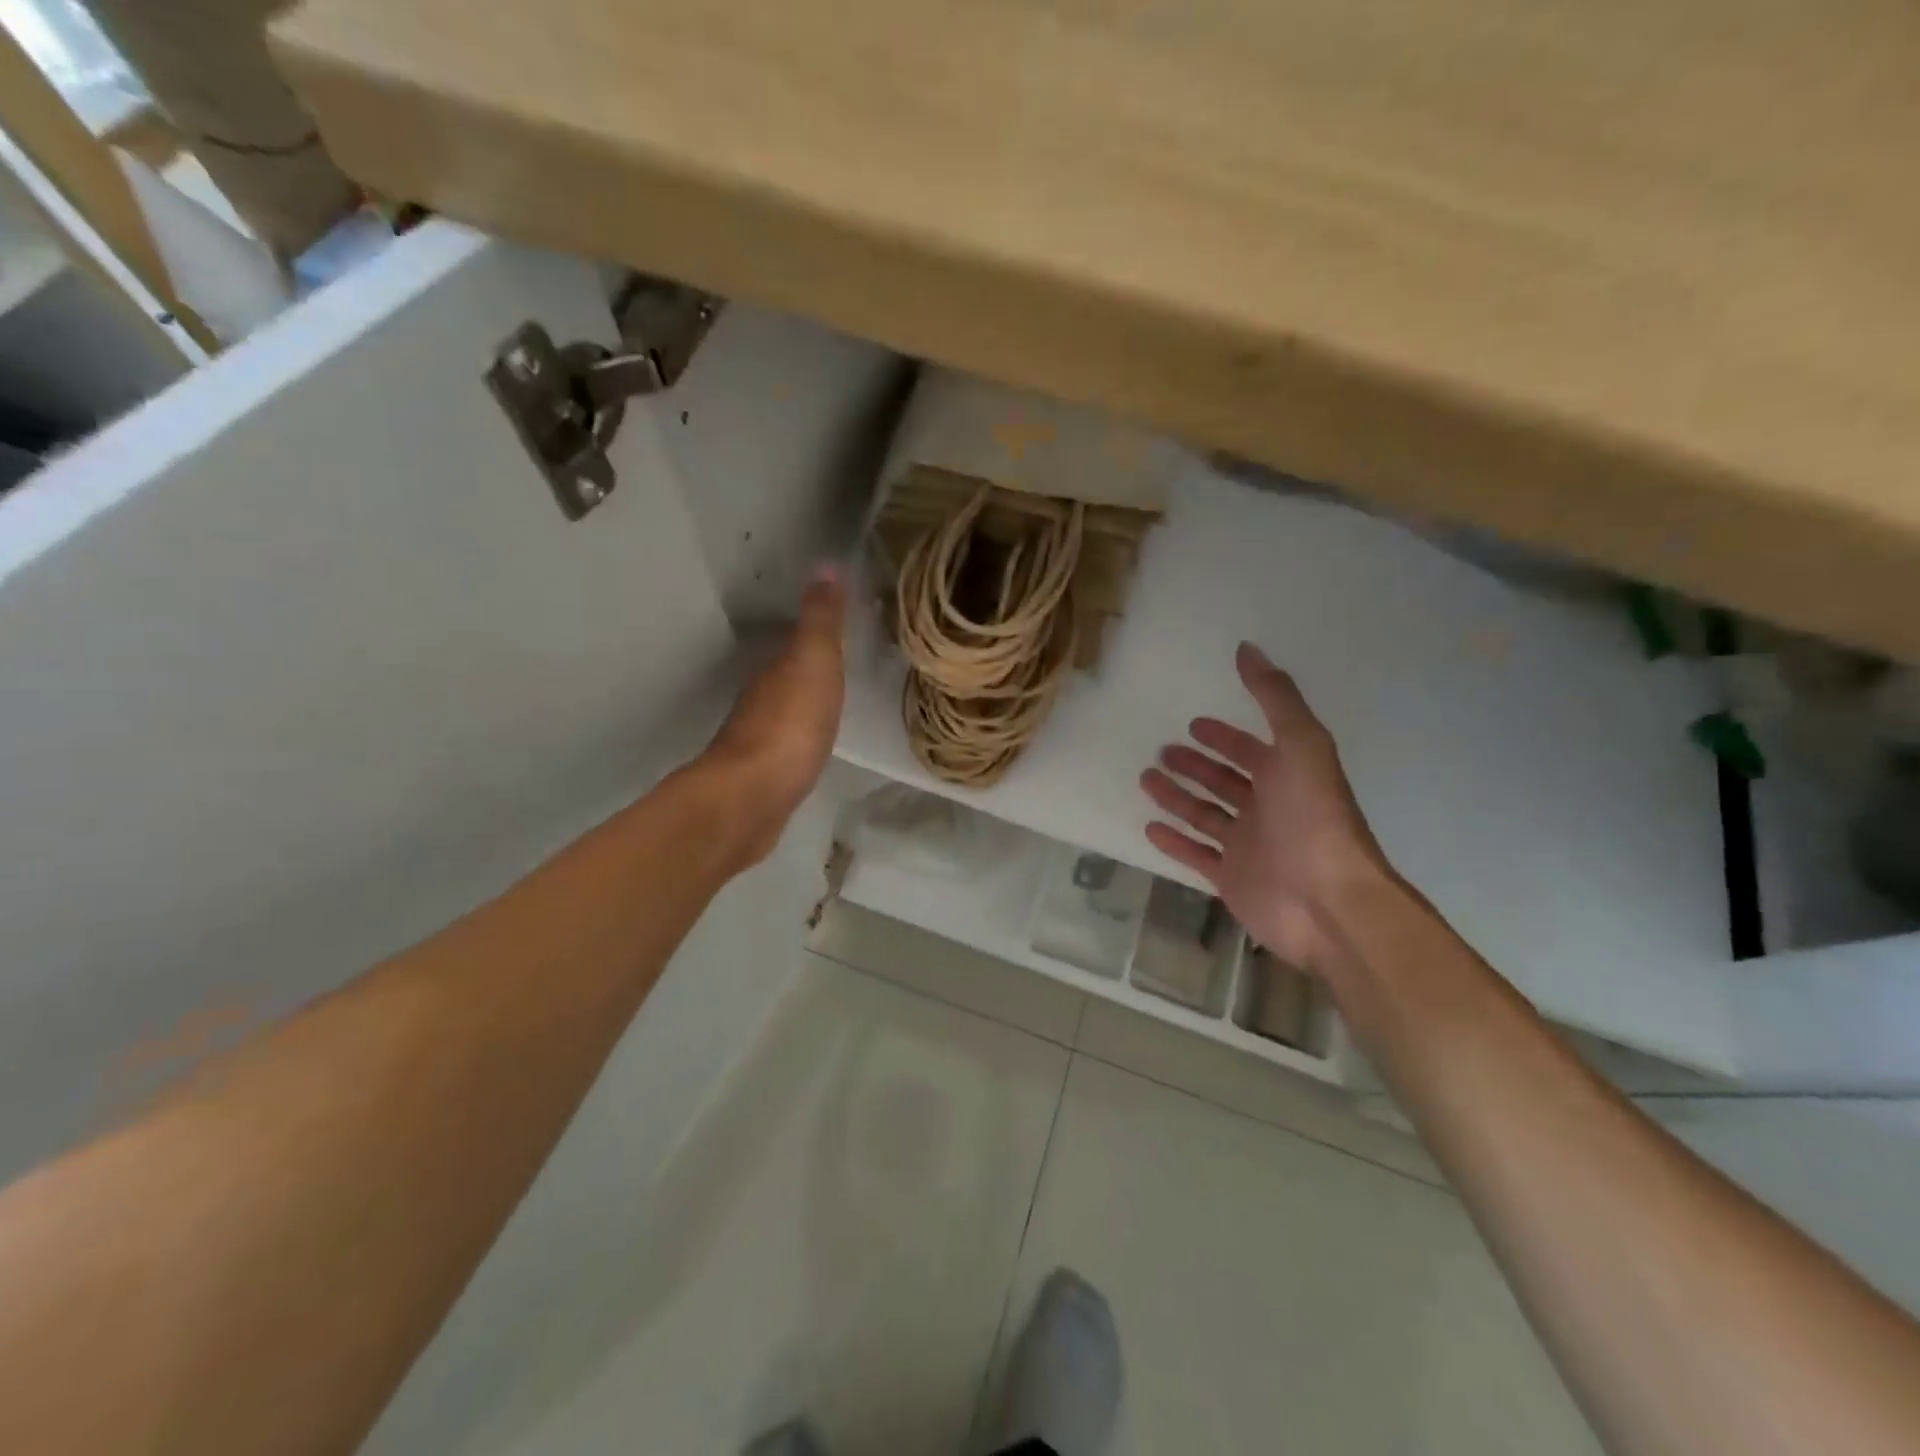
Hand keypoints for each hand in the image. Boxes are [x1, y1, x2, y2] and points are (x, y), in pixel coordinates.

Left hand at [701, 565, 846, 865]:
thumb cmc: (790, 724)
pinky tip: (813, 743)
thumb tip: (825, 565)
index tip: (842, 627)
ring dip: (803, 703)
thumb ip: (821, 621)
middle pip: (787, 676)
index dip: (817, 634)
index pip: (796, 642)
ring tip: (833, 701)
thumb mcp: (813, 662)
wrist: (754, 797)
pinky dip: (800, 736)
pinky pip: (788, 743)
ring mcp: (759, 739)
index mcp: (774, 670)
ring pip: (785, 710)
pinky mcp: (764, 774)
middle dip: (809, 669)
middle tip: (842, 663)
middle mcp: (761, 699)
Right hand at [1140, 643, 1393, 977]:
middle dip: (1195, 766)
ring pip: (1205, 816)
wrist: (1326, 900)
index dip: (1225, 737)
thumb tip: (1248, 648)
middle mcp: (1268, 809)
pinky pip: (1195, 855)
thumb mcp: (1300, 744)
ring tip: (1145, 780)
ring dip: (1177, 798)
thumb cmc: (1313, 817)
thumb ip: (1275, 697)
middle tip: (1162, 751)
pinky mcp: (1230, 879)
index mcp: (1288, 777)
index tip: (1194, 724)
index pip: (1251, 751)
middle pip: (1225, 782)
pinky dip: (1174, 842)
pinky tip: (1149, 828)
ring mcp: (1248, 846)